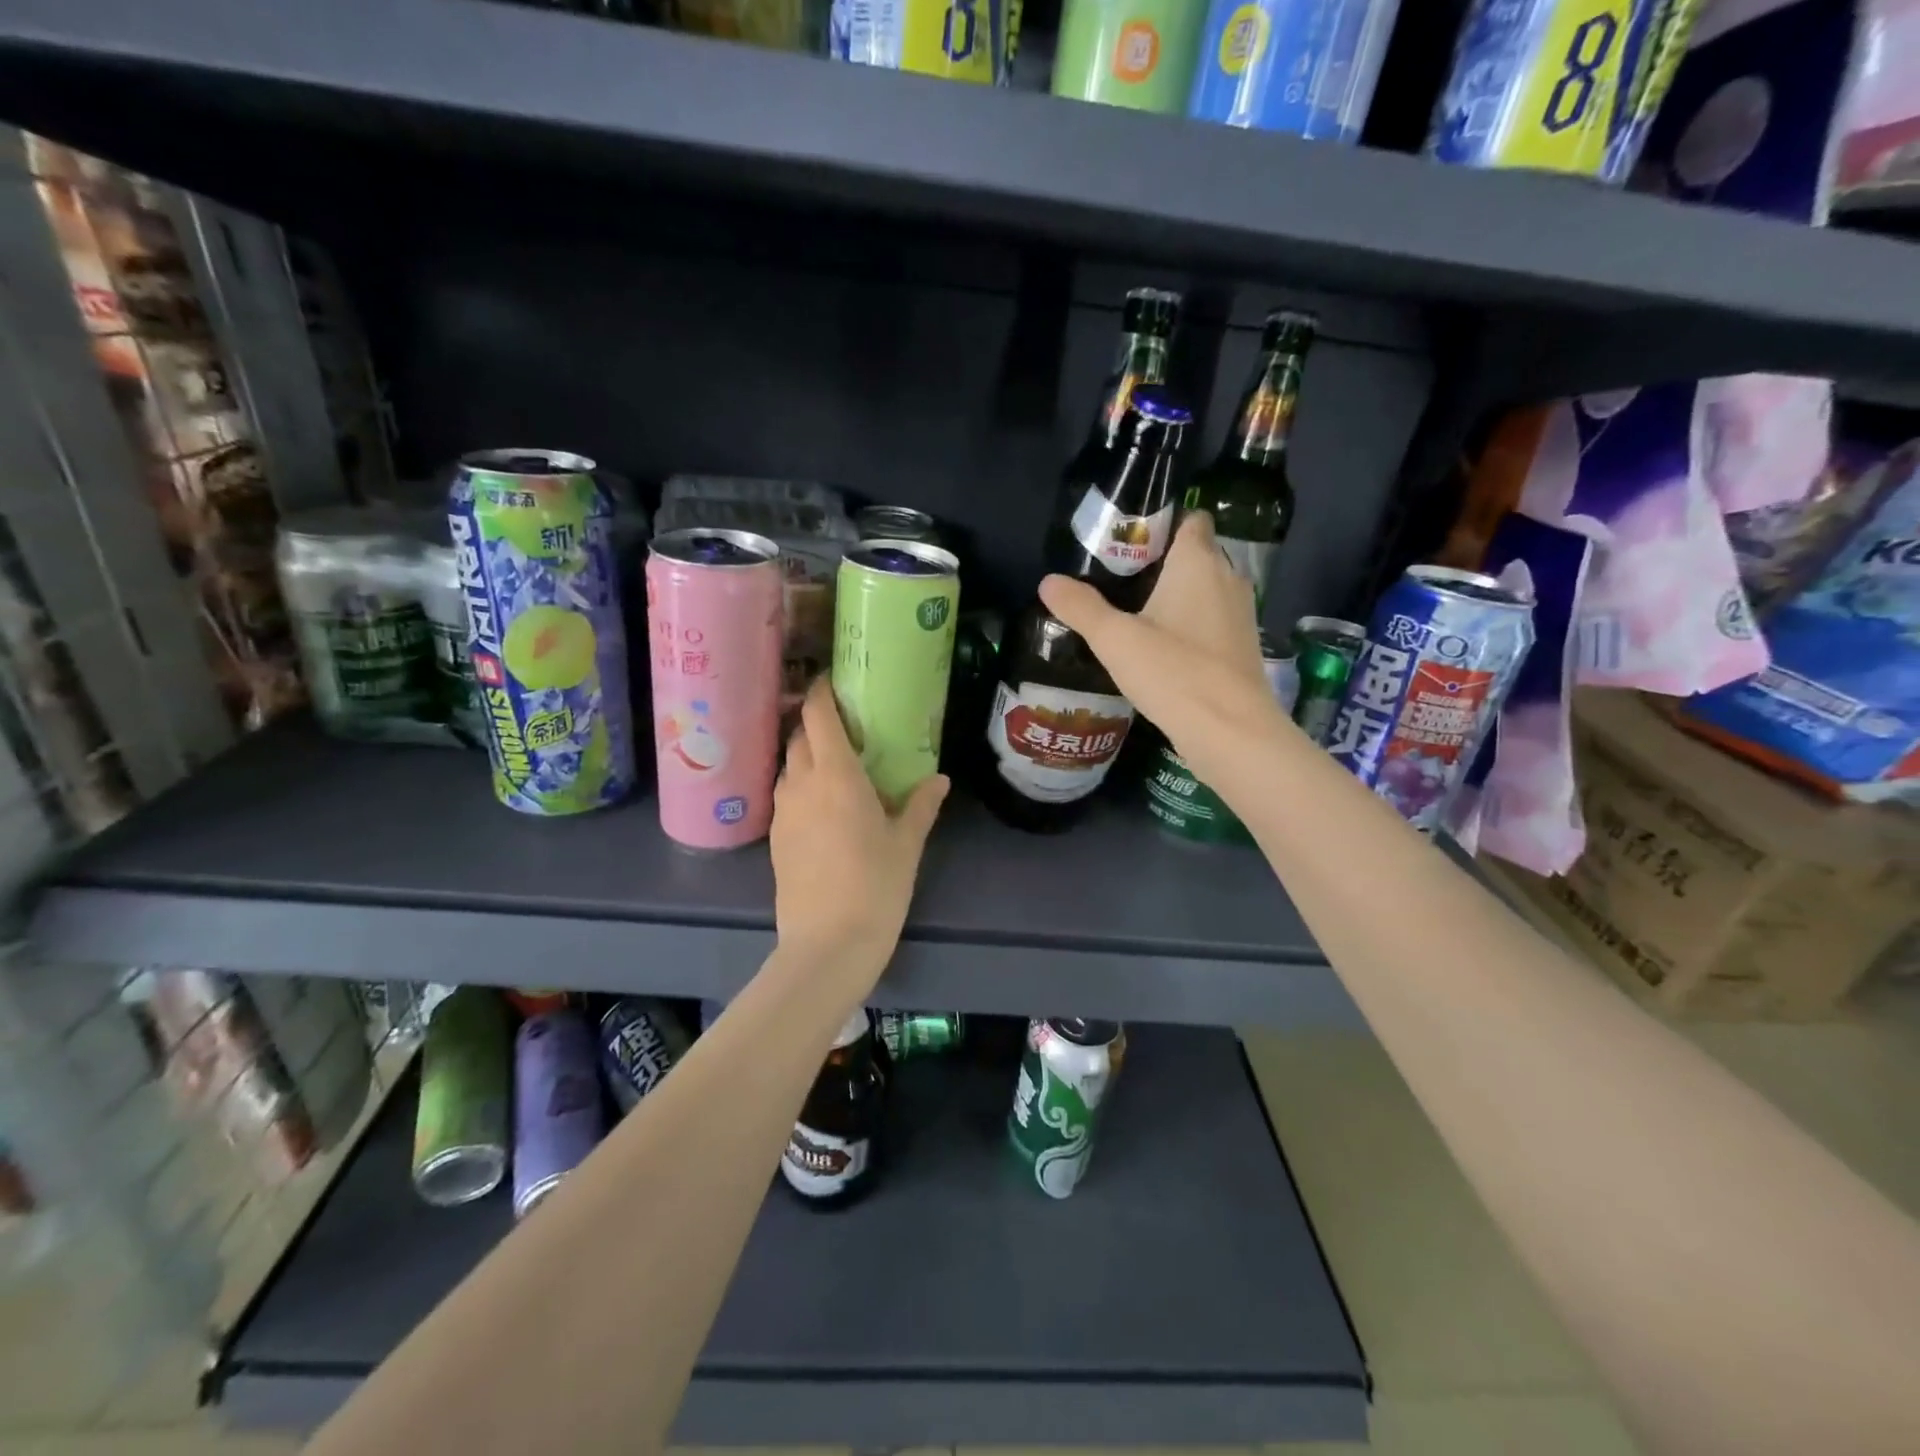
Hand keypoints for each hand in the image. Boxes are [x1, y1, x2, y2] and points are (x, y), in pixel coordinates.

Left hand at [770, 679, 948, 992]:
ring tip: (835, 764)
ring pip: (789, 767)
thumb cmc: (876, 887)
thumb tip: (939, 779)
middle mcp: (802, 785)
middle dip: (816, 723)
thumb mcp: (907, 844)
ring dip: (806, 755)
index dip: (822, 692)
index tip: (833, 681)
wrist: (827, 945)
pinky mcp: (775, 838)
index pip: (819, 717)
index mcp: (836, 776)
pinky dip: (801, 786)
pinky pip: (785, 796)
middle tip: (845, 726)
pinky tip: (822, 805)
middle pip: (800, 737)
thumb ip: (921, 805)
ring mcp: (783, 812)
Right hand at [1039, 512, 1290, 784]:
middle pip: (1196, 553)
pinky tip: (1161, 647)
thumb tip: (1048, 581)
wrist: (1230, 730)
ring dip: (1177, 595)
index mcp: (1198, 562)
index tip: (1129, 541)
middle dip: (1163, 561)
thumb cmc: (1174, 672)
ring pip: (1205, 589)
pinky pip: (1212, 620)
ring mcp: (1239, 614)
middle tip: (1119, 578)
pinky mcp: (1241, 646)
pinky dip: (1190, 624)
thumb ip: (1081, 607)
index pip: (1191, 519)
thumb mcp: (1115, 640)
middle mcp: (1227, 578)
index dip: (1163, 523)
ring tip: (1135, 612)